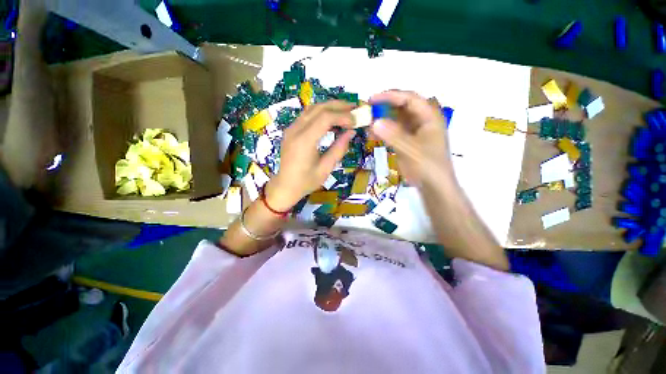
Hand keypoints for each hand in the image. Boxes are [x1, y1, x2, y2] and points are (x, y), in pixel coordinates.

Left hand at [265, 101, 354, 210]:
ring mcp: (291, 128)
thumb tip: (351, 132)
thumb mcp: (326, 168)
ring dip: (330, 107)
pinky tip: (331, 119)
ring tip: (346, 111)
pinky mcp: (291, 130)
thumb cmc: (306, 182)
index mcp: (304, 141)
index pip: (325, 118)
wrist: (285, 186)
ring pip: (312, 108)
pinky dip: (321, 113)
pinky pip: (307, 115)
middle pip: (319, 108)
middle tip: (355, 109)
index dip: (343, 116)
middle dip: (339, 106)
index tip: (356, 121)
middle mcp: (295, 130)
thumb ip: (339, 149)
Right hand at [369, 90, 453, 187]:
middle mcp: (422, 120)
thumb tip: (374, 122)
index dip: (390, 96)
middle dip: (384, 107)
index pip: (409, 98)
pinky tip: (372, 135)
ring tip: (367, 123)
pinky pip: (394, 131)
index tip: (371, 100)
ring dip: (382, 120)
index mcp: (429, 117)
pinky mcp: (408, 141)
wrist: (434, 186)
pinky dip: (383, 132)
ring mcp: (415, 131)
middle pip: (402, 107)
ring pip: (396, 119)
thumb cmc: (427, 167)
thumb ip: (393, 135)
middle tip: (367, 111)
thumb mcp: (410, 150)